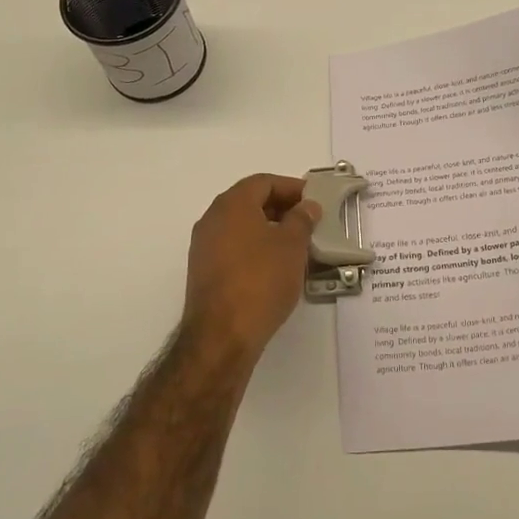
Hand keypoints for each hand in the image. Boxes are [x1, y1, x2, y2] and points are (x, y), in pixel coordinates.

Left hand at [182, 174, 319, 363]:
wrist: (222, 335)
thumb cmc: (261, 280)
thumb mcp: (292, 245)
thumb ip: (302, 219)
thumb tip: (306, 206)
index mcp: (232, 204)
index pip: (264, 182)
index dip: (292, 187)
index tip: (314, 200)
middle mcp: (212, 219)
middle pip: (250, 202)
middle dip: (282, 208)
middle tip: (309, 221)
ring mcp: (204, 247)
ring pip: (242, 226)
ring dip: (269, 229)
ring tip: (297, 245)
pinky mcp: (204, 272)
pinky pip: (234, 248)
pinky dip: (255, 248)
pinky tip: (276, 267)